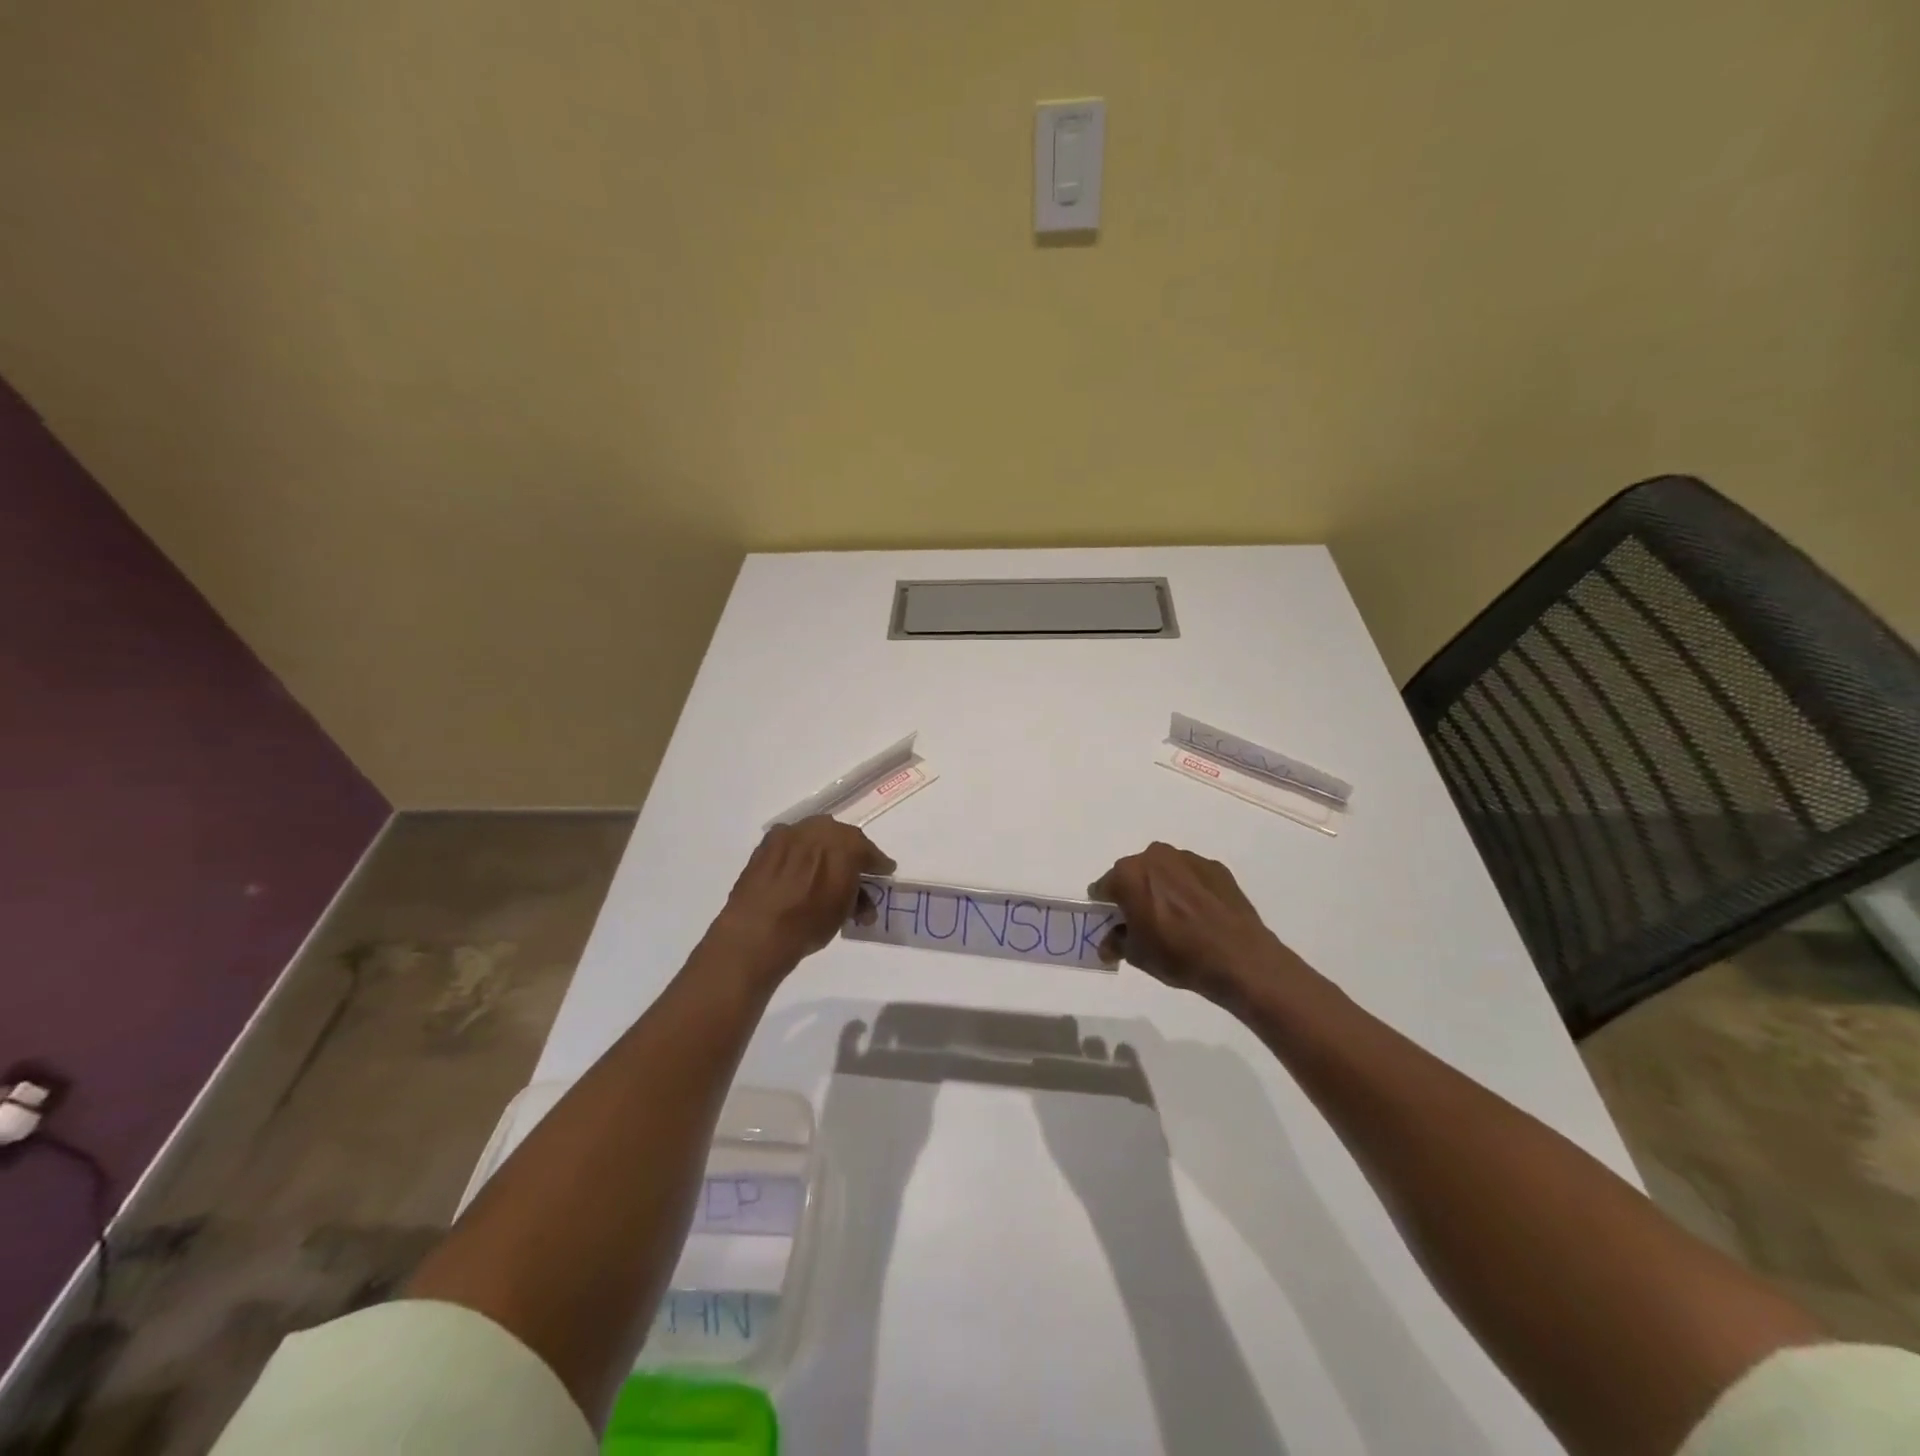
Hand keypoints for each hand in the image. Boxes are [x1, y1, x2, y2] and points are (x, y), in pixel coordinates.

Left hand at [705, 817, 894, 987]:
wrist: (757, 931)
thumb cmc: (810, 922)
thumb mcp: (844, 912)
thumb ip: (857, 896)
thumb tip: (861, 896)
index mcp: (846, 844)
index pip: (867, 850)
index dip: (876, 863)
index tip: (883, 871)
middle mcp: (819, 829)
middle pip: (840, 837)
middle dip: (848, 853)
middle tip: (852, 871)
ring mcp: (790, 833)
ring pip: (814, 836)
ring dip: (821, 850)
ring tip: (822, 872)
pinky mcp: (766, 843)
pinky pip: (790, 843)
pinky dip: (797, 853)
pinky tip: (796, 870)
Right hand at [1091, 842, 1305, 1004]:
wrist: (1239, 959)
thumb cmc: (1178, 955)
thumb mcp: (1137, 956)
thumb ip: (1117, 942)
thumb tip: (1109, 943)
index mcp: (1128, 874)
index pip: (1104, 886)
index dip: (1105, 906)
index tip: (1113, 923)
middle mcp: (1155, 857)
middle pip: (1134, 873)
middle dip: (1135, 893)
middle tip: (1145, 921)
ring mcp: (1188, 859)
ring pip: (1164, 871)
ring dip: (1163, 888)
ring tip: (1177, 919)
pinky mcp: (1216, 867)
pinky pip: (1191, 876)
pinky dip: (1190, 890)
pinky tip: (1200, 916)